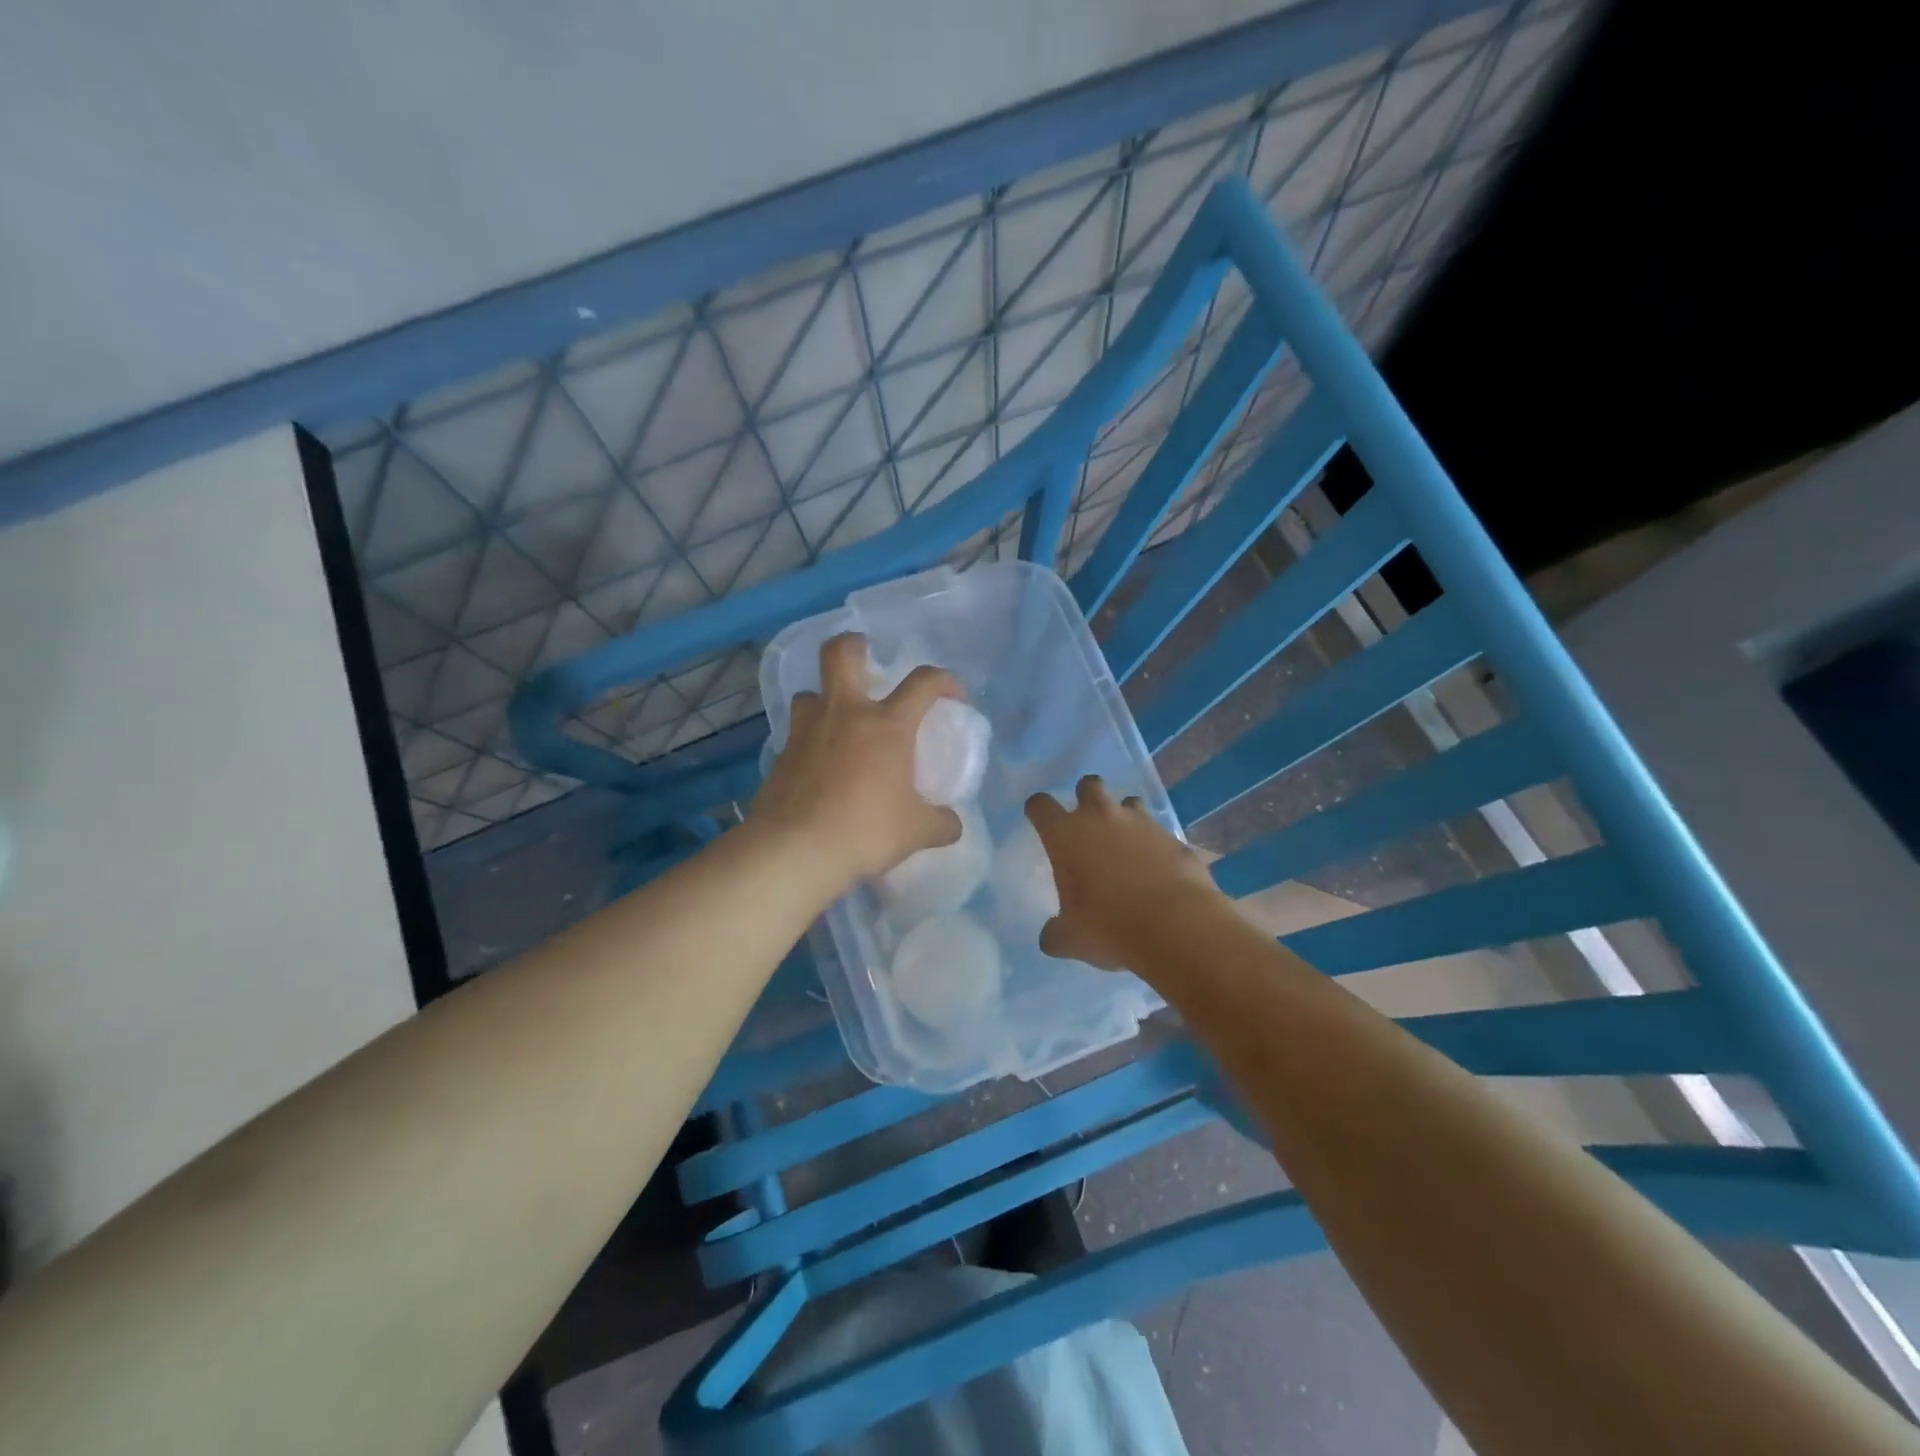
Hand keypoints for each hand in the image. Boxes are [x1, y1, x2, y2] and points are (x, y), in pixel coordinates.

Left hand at [752, 632, 962, 892]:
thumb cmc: (866, 830)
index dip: (944, 680)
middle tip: (865, 658)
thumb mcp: (916, 832)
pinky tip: (817, 766)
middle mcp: (845, 714)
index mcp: (887, 725)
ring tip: (835, 721)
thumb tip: (953, 824)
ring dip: (823, 700)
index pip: (923, 682)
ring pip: (809, 693)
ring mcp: (807, 731)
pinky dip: (808, 741)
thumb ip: (940, 823)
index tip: (953, 695)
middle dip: (854, 646)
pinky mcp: (780, 755)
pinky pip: (796, 734)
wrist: (797, 849)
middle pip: (840, 654)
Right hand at [1026, 775, 1224, 970]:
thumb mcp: (1070, 939)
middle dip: (1085, 797)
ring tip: (1126, 844)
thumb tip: (1051, 937)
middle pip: (1089, 785)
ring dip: (1124, 816)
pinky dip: (1154, 845)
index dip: (1037, 810)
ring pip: (1129, 802)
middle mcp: (1102, 818)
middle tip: (1087, 824)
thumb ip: (1056, 932)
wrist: (1176, 926)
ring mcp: (1141, 823)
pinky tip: (1156, 869)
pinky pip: (1159, 832)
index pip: (1041, 805)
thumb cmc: (1109, 927)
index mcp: (1066, 835)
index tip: (1038, 819)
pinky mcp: (1173, 837)